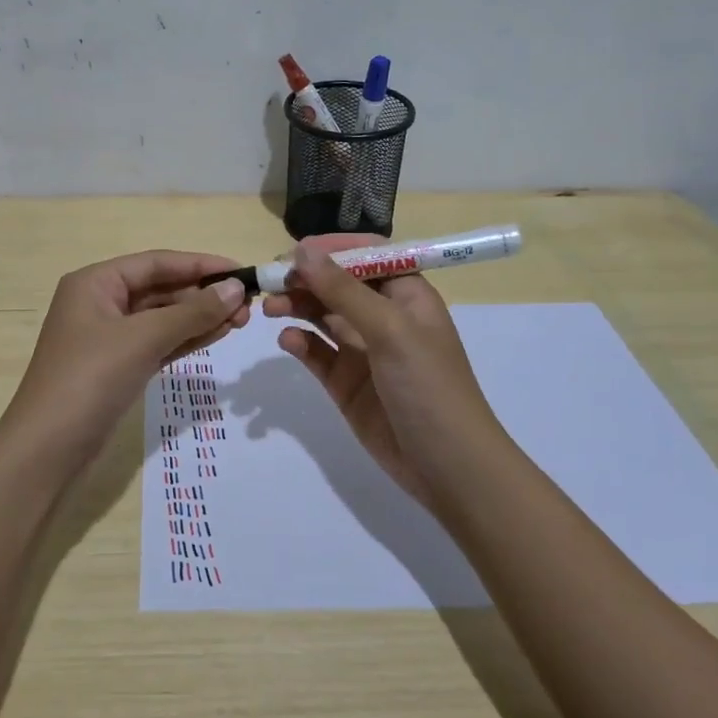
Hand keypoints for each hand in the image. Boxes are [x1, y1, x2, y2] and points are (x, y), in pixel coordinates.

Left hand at [0, 251, 249, 471]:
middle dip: (203, 294)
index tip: (242, 270)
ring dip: (199, 317)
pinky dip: (187, 338)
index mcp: (95, 283)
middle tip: (249, 305)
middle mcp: (100, 303)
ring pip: (162, 317)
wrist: (47, 450)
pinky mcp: (118, 367)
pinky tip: (218, 335)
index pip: (156, 263)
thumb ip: (191, 312)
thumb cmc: (90, 379)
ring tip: (242, 320)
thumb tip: (235, 288)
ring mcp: (109, 337)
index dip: (200, 264)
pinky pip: (159, 342)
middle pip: (160, 288)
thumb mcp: (142, 338)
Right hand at [263, 237, 505, 511]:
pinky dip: (300, 342)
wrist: (448, 468)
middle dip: (305, 278)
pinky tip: (287, 341)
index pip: (366, 256)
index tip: (293, 251)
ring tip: (269, 308)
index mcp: (406, 295)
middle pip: (337, 284)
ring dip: (296, 306)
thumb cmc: (429, 387)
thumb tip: (302, 251)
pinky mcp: (346, 382)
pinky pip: (316, 352)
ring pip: (322, 315)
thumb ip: (343, 290)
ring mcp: (363, 351)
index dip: (331, 249)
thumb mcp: (390, 330)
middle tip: (270, 281)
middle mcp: (384, 317)